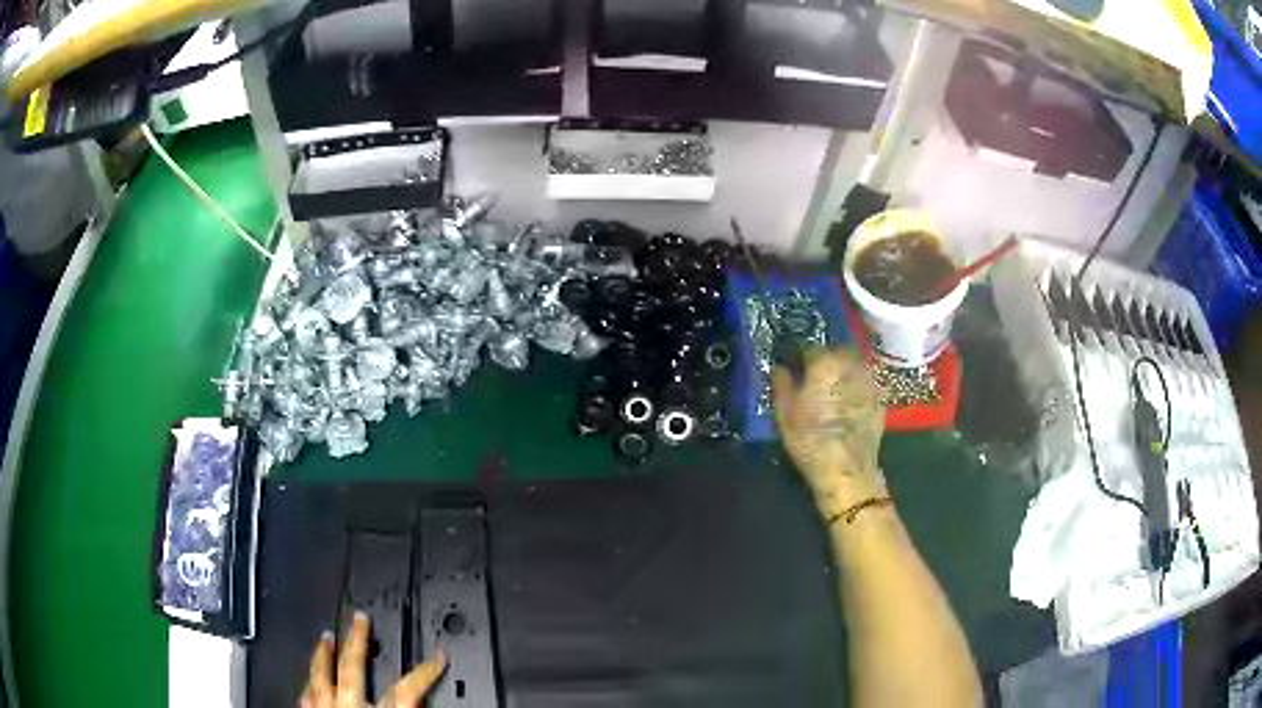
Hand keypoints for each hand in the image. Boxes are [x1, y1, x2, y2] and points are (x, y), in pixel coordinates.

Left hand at [301, 611, 447, 707]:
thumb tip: (428, 706)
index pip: (408, 690)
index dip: (425, 671)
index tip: (438, 656)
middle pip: (353, 669)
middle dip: (357, 642)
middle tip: (359, 619)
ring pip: (320, 677)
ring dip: (323, 656)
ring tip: (325, 637)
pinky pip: (304, 699)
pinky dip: (307, 687)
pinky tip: (306, 683)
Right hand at [772, 348, 885, 515]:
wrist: (846, 469)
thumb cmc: (810, 439)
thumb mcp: (784, 412)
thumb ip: (782, 383)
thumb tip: (781, 367)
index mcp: (825, 362)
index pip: (809, 346)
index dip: (798, 356)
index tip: (792, 366)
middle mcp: (850, 363)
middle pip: (836, 352)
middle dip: (825, 360)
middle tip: (813, 376)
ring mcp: (869, 381)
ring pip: (853, 366)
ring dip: (842, 372)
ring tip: (831, 389)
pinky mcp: (880, 399)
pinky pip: (864, 384)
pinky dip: (855, 388)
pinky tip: (847, 404)